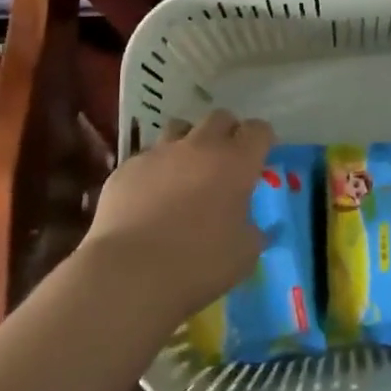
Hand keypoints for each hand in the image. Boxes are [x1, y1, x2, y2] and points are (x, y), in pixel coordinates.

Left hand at [81, 110, 272, 325]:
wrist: (130, 272)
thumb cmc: (199, 263)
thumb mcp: (244, 254)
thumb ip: (252, 231)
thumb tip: (251, 226)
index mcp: (236, 162)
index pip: (259, 130)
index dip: (262, 140)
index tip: (260, 158)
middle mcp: (200, 146)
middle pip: (220, 118)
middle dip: (227, 133)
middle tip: (226, 162)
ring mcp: (160, 153)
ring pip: (179, 128)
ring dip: (188, 142)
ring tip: (185, 171)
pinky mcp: (127, 167)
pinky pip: (147, 157)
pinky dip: (155, 170)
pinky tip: (149, 197)